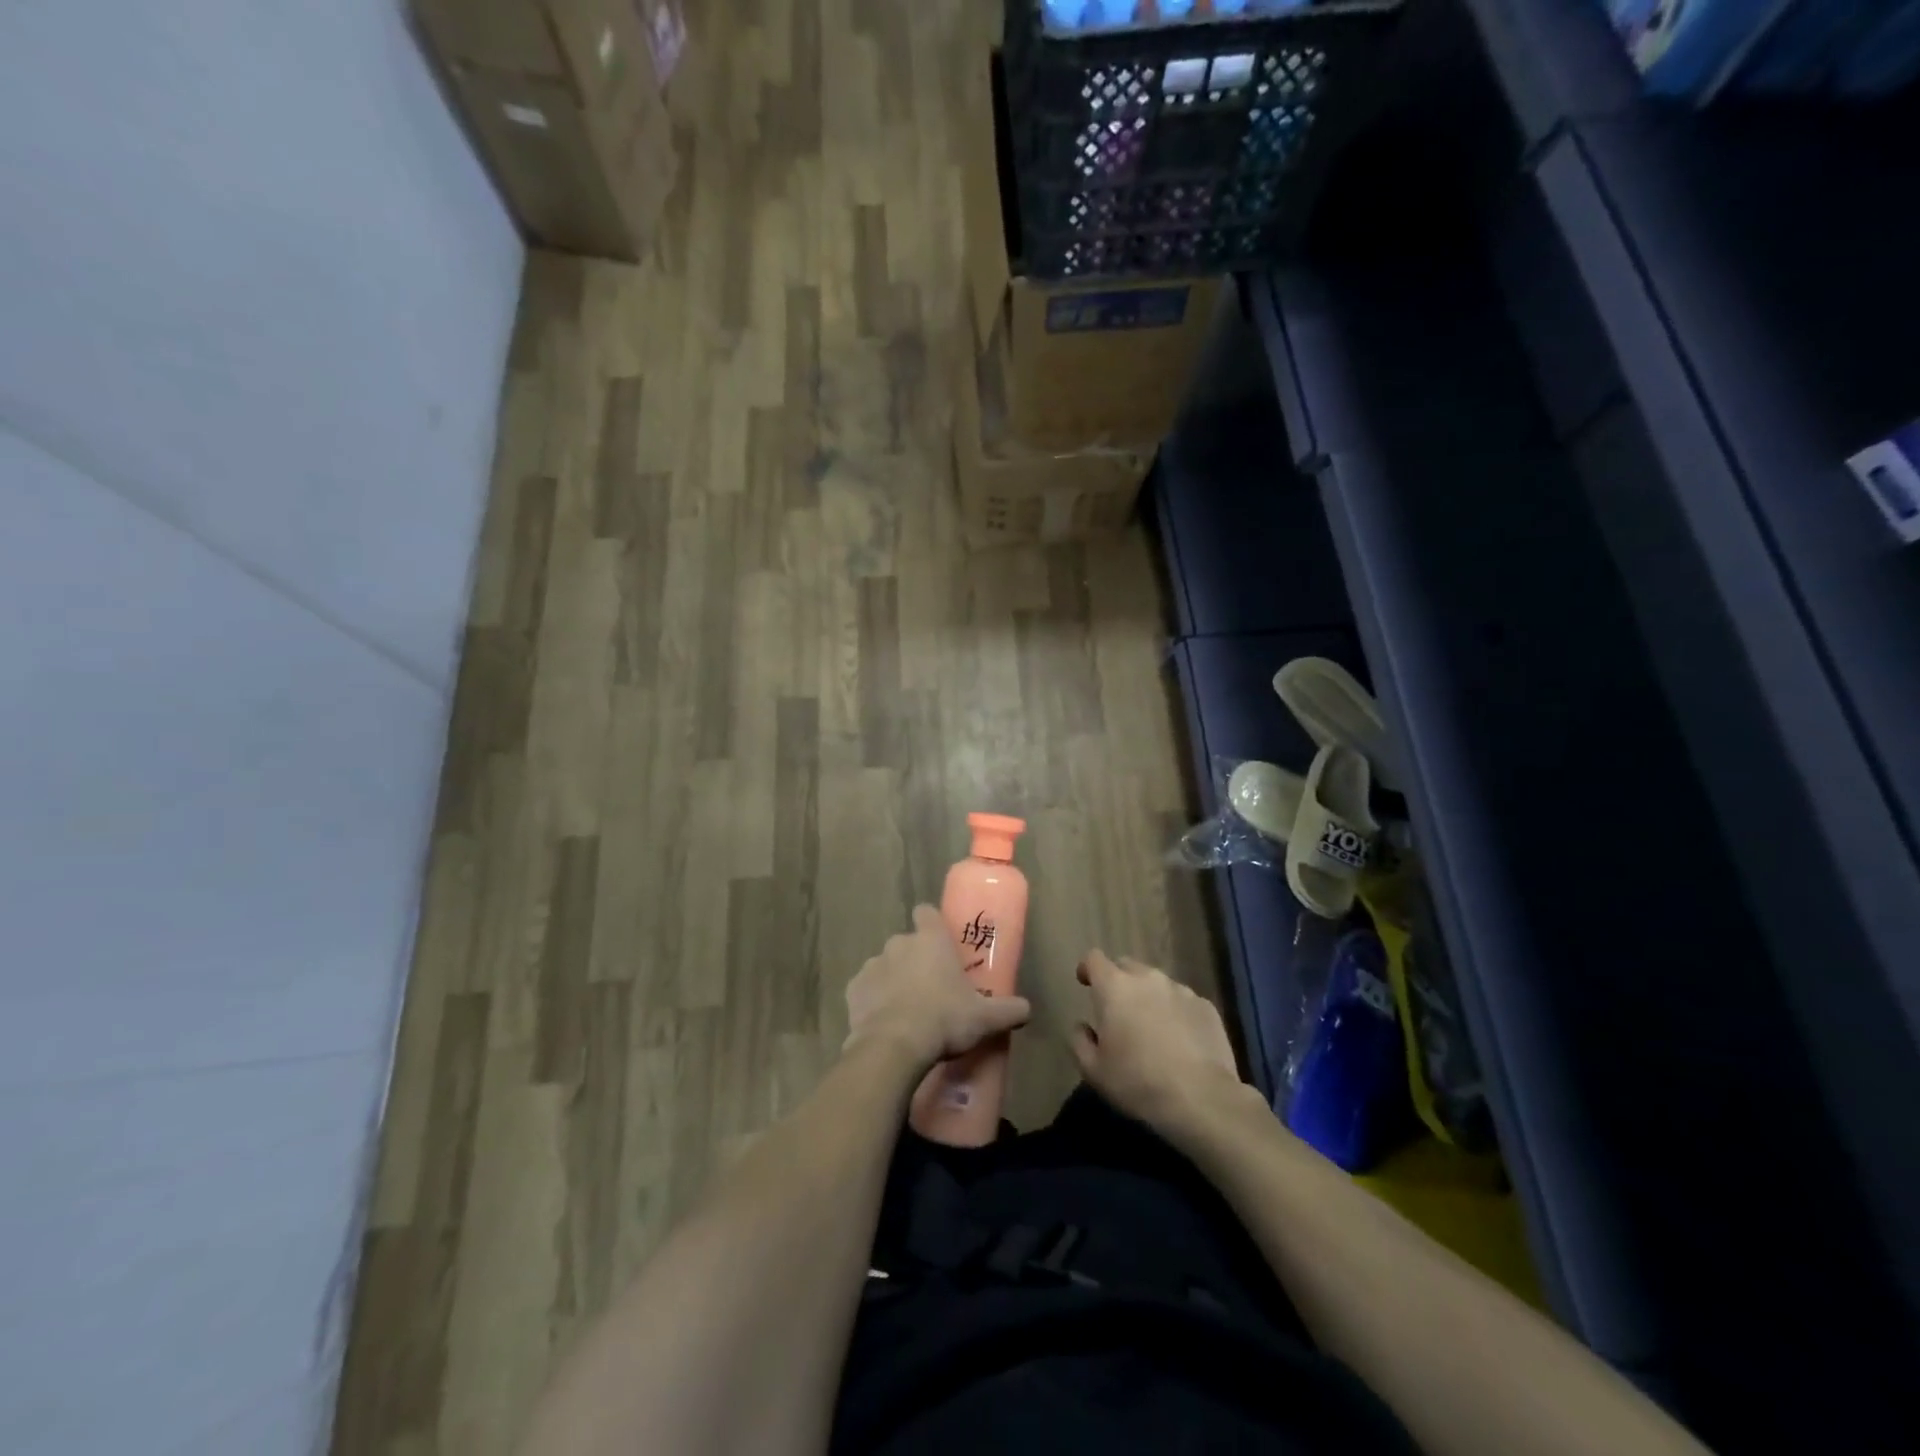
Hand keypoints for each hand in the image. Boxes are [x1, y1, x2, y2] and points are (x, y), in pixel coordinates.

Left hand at [845, 906, 1032, 1069]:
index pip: (926, 913)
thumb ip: (1009, 1010)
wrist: (894, 1046)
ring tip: (907, 1010)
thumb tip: (1028, 1009)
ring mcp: (873, 965)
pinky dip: (873, 1000)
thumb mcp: (985, 1018)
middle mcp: (899, 943)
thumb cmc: (944, 1019)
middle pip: (907, 942)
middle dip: (915, 959)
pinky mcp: (853, 989)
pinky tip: (884, 1023)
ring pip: (885, 965)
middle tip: (931, 987)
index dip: (932, 923)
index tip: (940, 942)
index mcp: (930, 939)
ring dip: (894, 980)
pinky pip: (865, 989)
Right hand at [1071, 951, 1245, 1130]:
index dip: (1087, 968)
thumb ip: (1079, 1041)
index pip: (1094, 959)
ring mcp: (1181, 990)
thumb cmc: (1138, 1083)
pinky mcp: (1207, 1007)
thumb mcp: (1093, 1070)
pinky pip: (1183, 1001)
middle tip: (1118, 1011)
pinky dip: (1176, 1013)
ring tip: (1151, 1028)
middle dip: (1118, 982)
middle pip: (1127, 966)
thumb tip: (1082, 1026)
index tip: (1085, 983)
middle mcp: (1148, 979)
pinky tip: (1180, 1041)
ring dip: (1149, 997)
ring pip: (1157, 984)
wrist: (1202, 1100)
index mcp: (1115, 988)